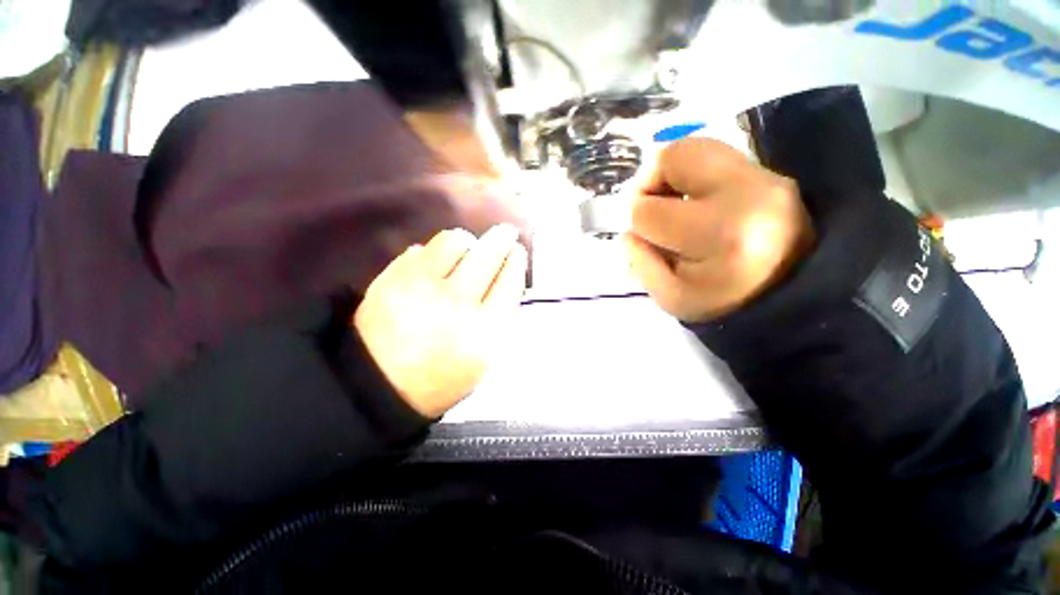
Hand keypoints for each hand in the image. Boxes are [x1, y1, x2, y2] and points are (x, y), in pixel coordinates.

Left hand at [354, 225, 527, 417]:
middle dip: (502, 239)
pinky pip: (423, 248)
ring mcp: (423, 289)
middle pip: (488, 256)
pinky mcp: (393, 279)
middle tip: (505, 232)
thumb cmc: (441, 377)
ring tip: (467, 249)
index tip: (517, 251)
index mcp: (486, 332)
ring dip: (467, 242)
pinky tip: (438, 260)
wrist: (378, 384)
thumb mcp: (485, 361)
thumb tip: (512, 281)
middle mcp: (459, 305)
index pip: (510, 282)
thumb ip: (504, 322)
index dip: (517, 261)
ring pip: (456, 242)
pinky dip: (436, 249)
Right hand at [625, 138, 813, 321]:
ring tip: (670, 200)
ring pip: (693, 146)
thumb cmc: (724, 301)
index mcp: (719, 236)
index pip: (649, 211)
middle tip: (649, 206)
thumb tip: (629, 230)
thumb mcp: (670, 297)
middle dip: (646, 182)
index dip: (634, 222)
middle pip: (673, 158)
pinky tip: (692, 196)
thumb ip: (640, 262)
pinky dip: (691, 172)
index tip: (642, 236)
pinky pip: (714, 154)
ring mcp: (764, 176)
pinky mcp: (770, 171)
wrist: (791, 293)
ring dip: (668, 173)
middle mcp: (746, 194)